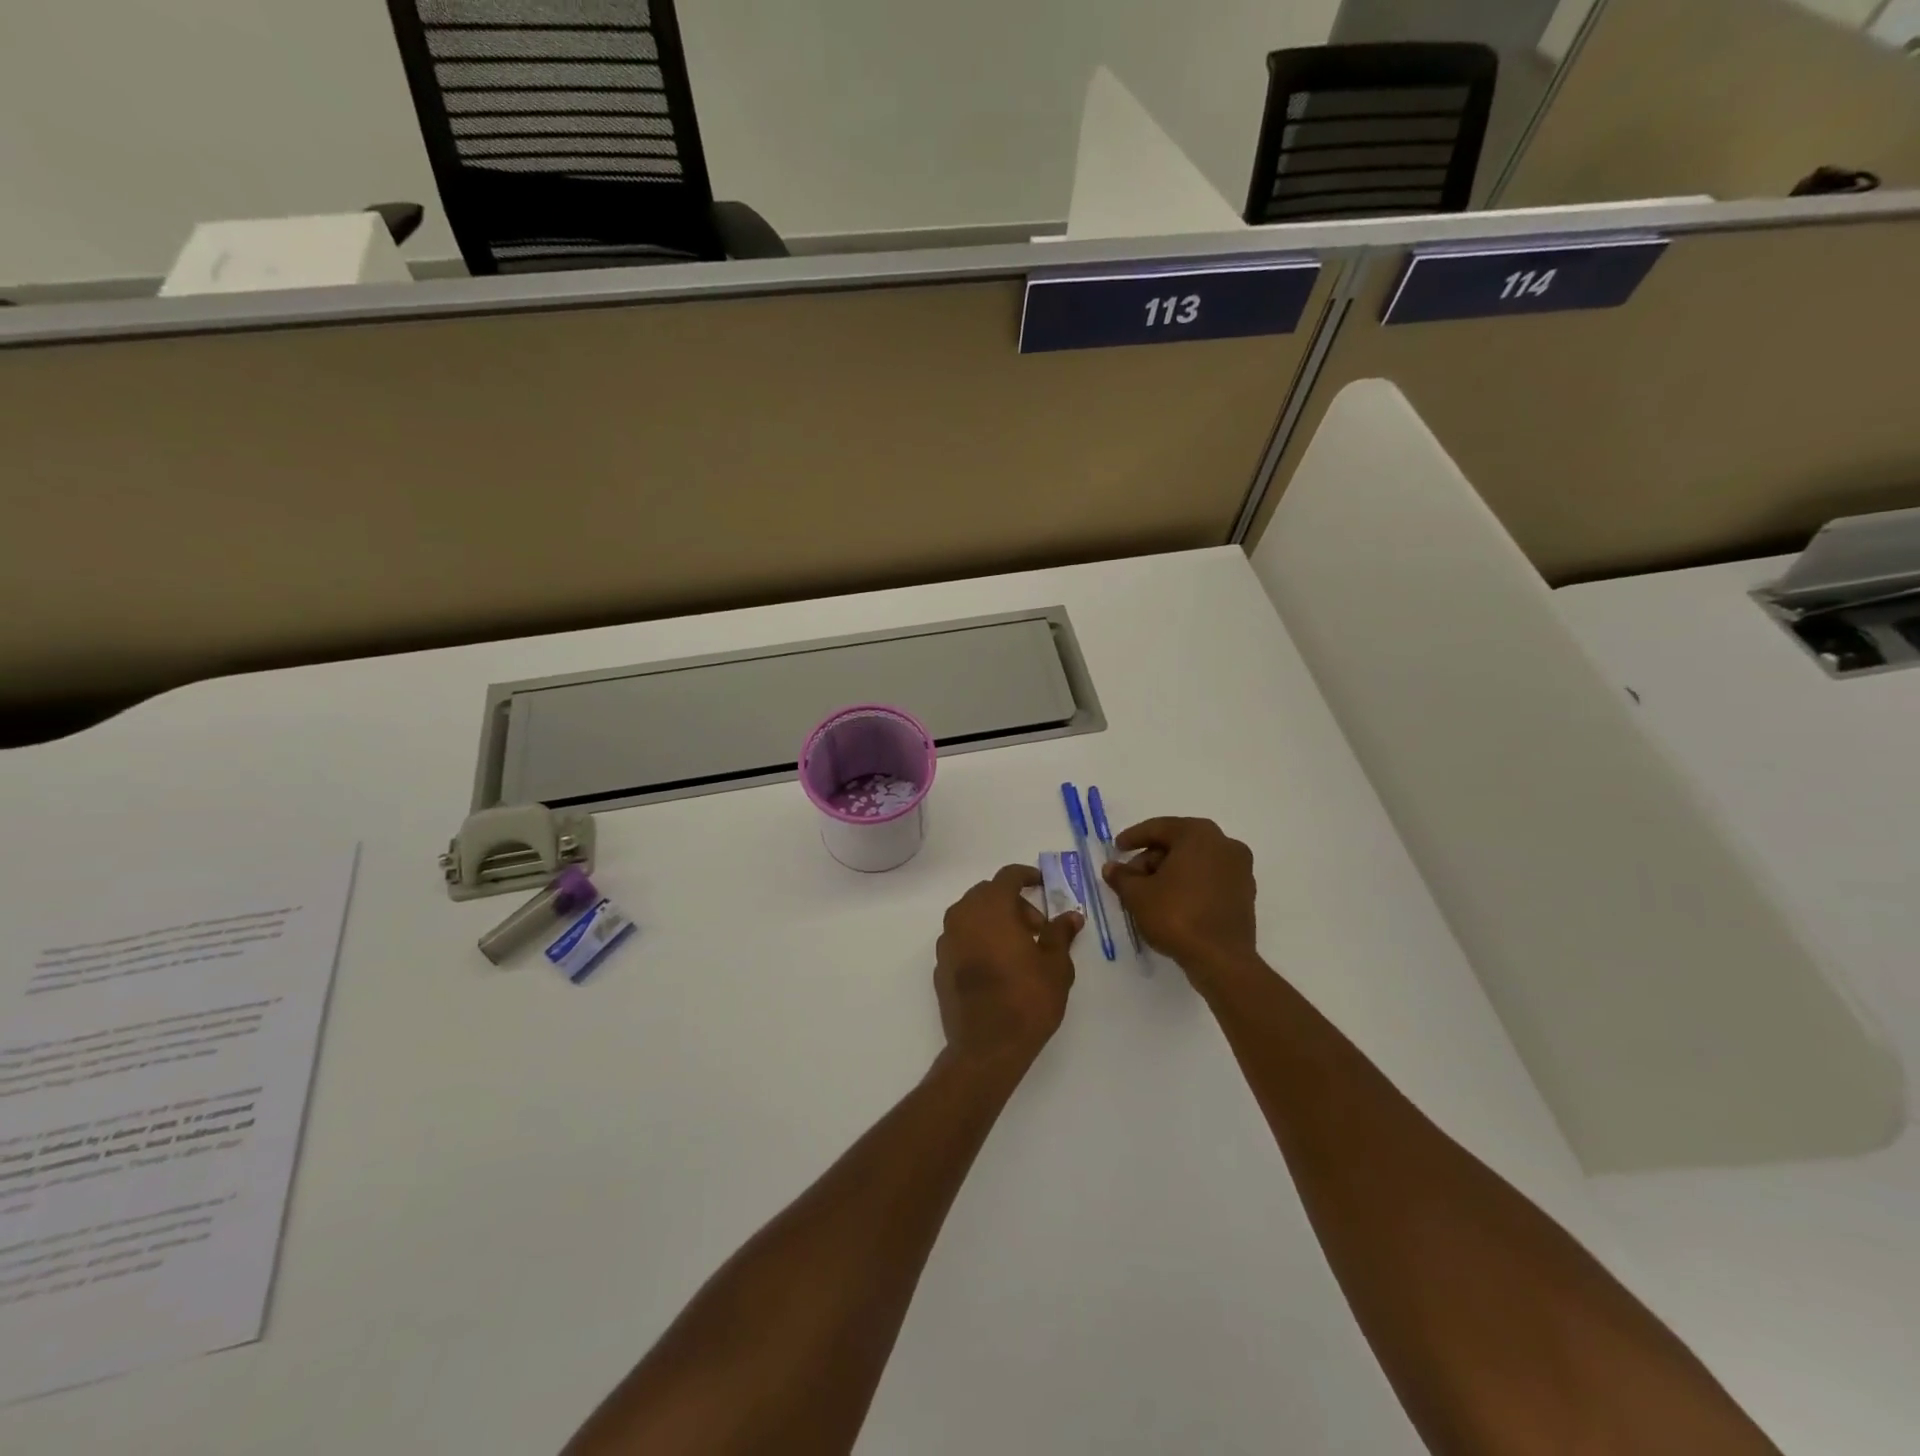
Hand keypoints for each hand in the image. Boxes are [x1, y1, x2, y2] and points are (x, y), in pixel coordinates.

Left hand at [934, 865, 1080, 1075]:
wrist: (986, 1048)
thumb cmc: (1027, 1000)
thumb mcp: (1056, 965)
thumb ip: (1060, 934)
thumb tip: (1071, 916)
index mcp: (991, 907)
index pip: (1008, 876)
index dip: (1027, 876)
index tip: (1042, 885)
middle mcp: (963, 916)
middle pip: (988, 894)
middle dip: (1013, 903)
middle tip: (1037, 928)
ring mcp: (946, 941)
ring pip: (971, 915)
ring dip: (994, 921)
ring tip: (1018, 948)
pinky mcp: (940, 965)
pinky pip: (961, 938)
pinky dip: (978, 940)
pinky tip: (996, 966)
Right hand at [1103, 818, 1257, 982]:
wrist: (1221, 959)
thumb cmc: (1176, 916)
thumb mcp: (1137, 895)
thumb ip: (1121, 876)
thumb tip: (1111, 867)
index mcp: (1198, 834)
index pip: (1159, 828)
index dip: (1133, 837)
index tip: (1117, 848)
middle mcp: (1224, 844)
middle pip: (1178, 843)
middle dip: (1151, 858)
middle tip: (1131, 877)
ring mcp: (1240, 869)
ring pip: (1195, 861)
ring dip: (1170, 872)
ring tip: (1148, 893)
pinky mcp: (1245, 893)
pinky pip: (1210, 879)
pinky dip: (1190, 884)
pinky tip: (1172, 902)